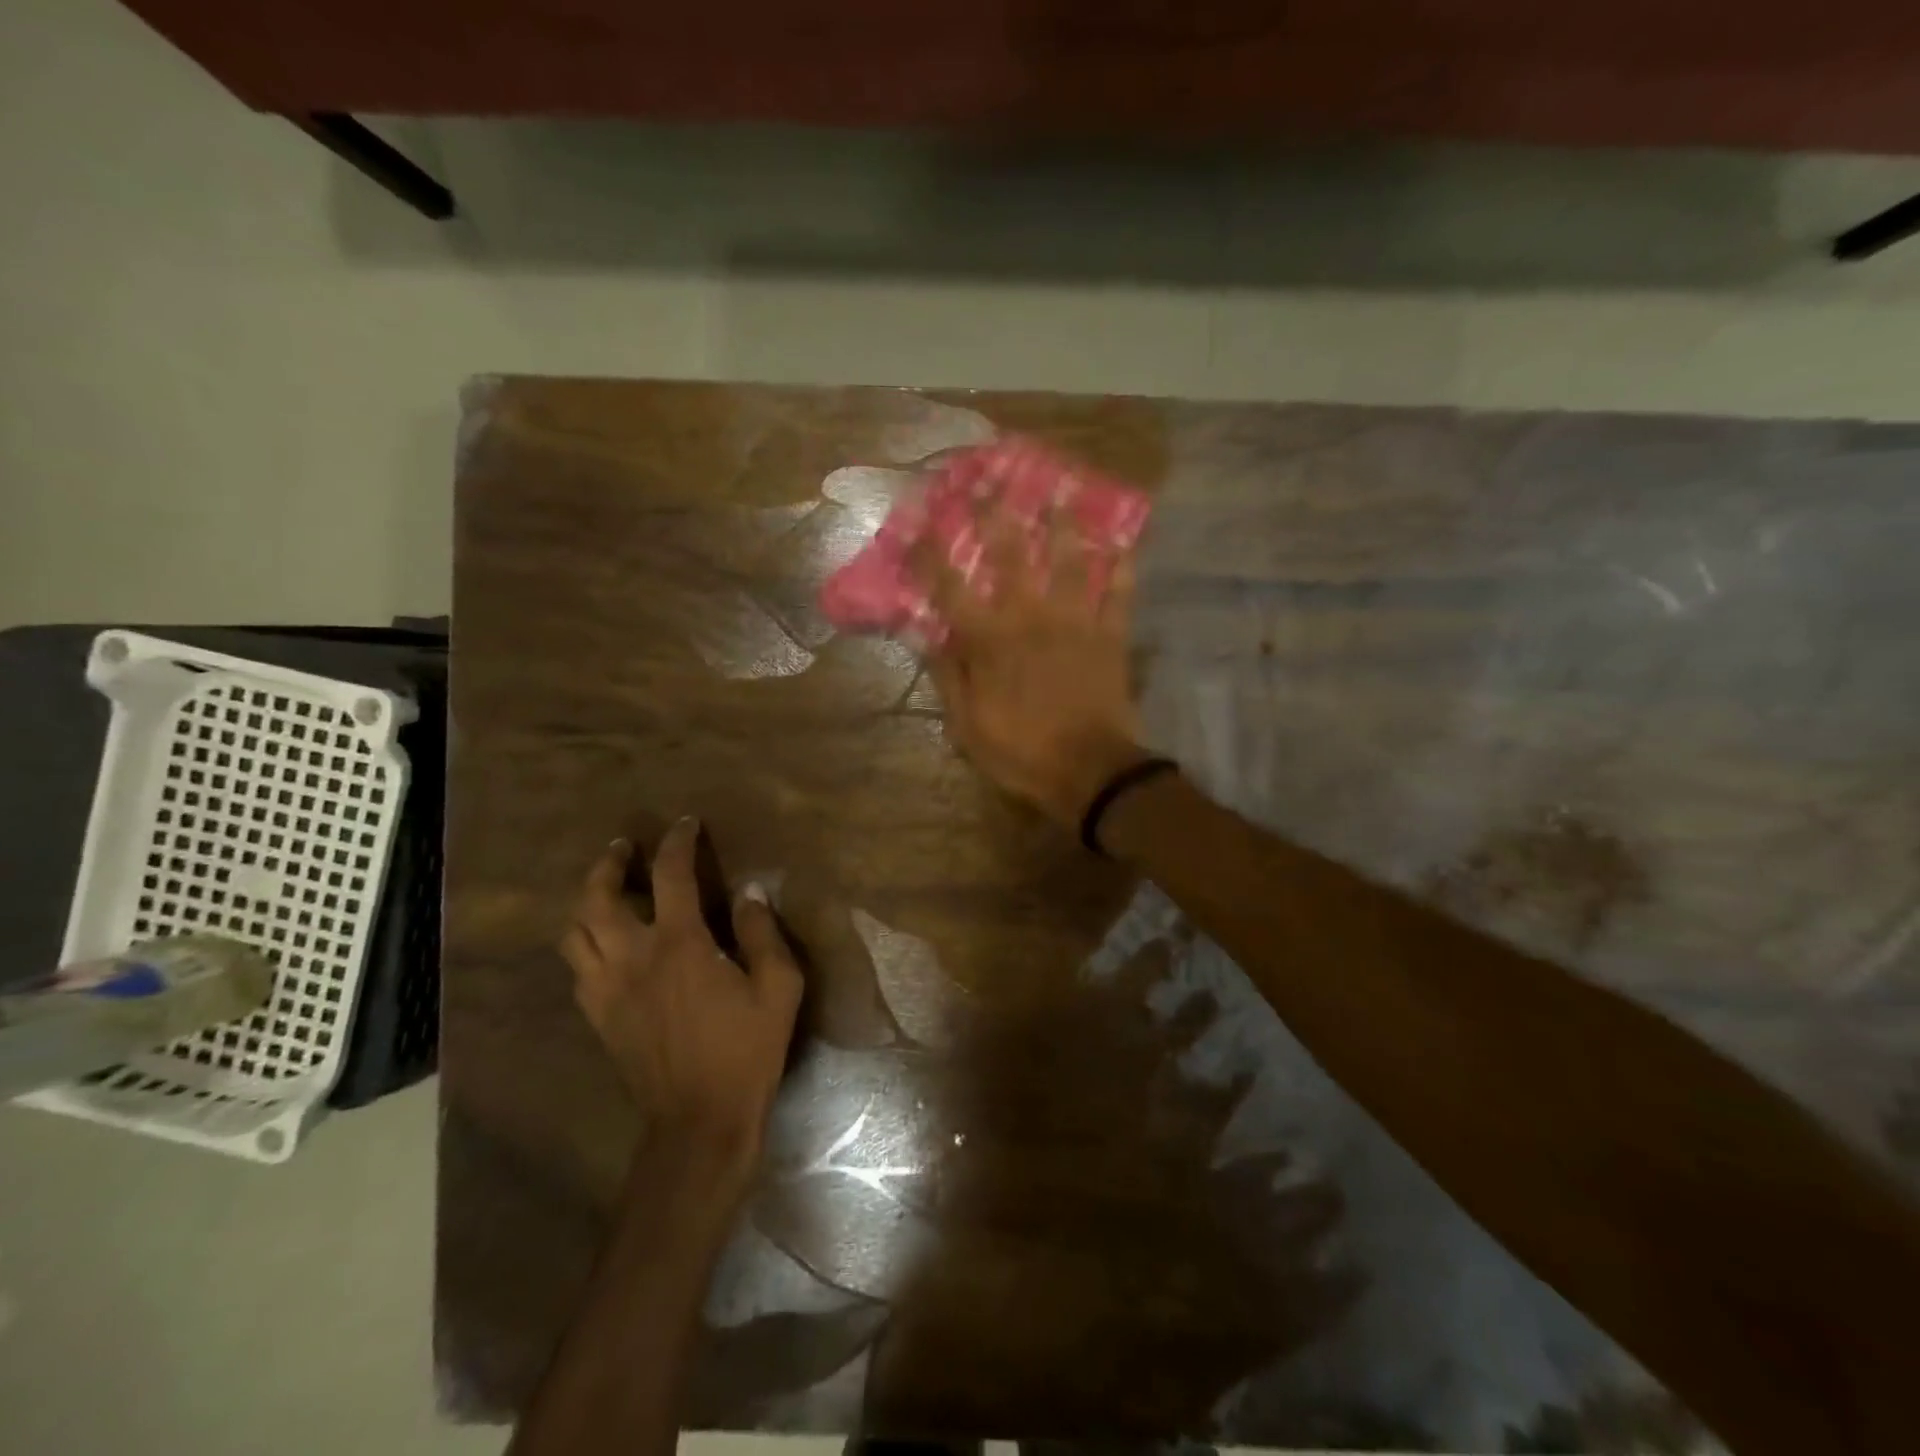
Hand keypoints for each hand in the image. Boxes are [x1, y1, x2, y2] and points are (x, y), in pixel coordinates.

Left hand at [560, 821, 803, 1176]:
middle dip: (607, 864)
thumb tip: (750, 892)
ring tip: (606, 889)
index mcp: (680, 945)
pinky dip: (585, 942)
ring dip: (586, 901)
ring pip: (574, 932)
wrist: (699, 1121)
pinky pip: (577, 968)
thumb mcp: (778, 988)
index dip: (677, 842)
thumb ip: (763, 934)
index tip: (686, 824)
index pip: (670, 875)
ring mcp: (607, 990)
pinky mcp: (598, 1017)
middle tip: (623, 848)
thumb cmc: (746, 1050)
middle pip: (597, 898)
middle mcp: (633, 958)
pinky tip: (605, 944)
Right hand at [919, 509, 1150, 826]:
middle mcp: (1030, 616)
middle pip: (1011, 554)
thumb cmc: (1021, 752)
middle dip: (997, 514)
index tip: (920, 521)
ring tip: (1062, 490)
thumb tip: (928, 636)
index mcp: (989, 640)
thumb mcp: (967, 727)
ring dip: (1064, 524)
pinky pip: (1119, 593)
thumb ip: (948, 677)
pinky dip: (1122, 567)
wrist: (1090, 772)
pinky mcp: (1111, 634)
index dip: (931, 551)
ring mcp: (1075, 621)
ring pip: (1070, 560)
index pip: (950, 586)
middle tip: (992, 479)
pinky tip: (1123, 541)